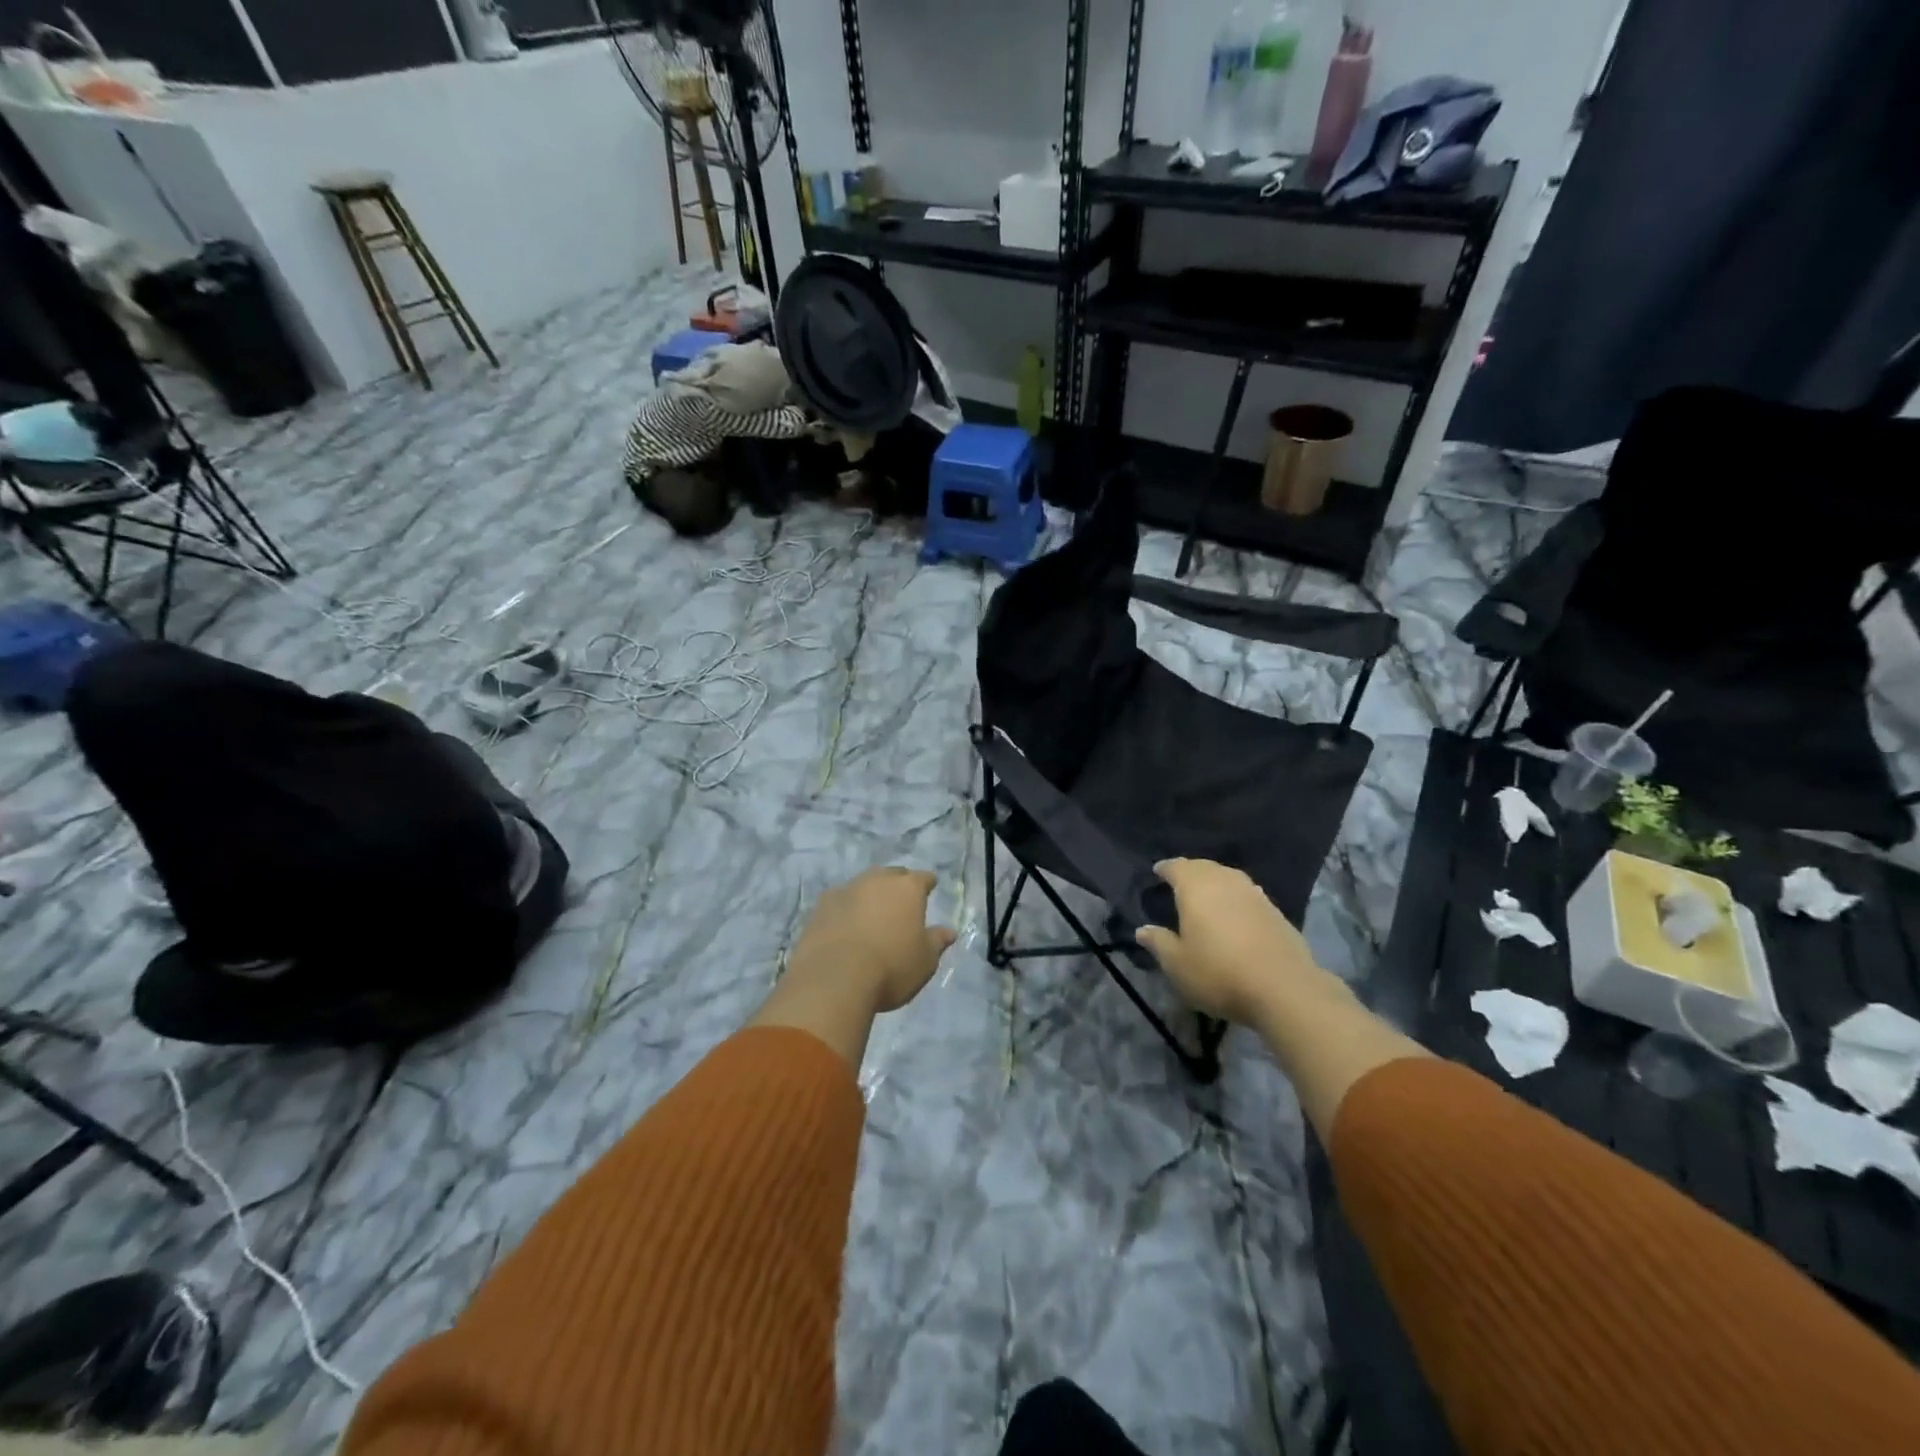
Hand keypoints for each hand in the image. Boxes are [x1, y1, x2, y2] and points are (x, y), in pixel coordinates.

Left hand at [790, 867, 956, 1012]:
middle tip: (901, 901)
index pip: (923, 878)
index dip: (927, 884)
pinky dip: (845, 909)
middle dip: (898, 885)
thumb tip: (949, 931)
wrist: (834, 979)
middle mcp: (877, 880)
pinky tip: (845, 924)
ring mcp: (846, 890)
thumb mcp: (924, 961)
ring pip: (863, 884)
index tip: (930, 888)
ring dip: (869, 895)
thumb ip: (937, 942)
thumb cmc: (891, 968)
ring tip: (872, 912)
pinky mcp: (820, 906)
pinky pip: (839, 901)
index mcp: (908, 889)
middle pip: (892, 875)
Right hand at [1135, 858, 1330, 1024]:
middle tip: (1179, 881)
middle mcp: (1225, 881)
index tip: (1158, 872)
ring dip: (1215, 881)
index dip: (1166, 868)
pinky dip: (1235, 897)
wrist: (1284, 989)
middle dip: (1190, 871)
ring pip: (1228, 877)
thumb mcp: (1177, 964)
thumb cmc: (1219, 973)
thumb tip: (1142, 930)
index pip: (1177, 867)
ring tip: (1206, 894)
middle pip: (1204, 867)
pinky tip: (1234, 912)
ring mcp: (1254, 894)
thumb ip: (1159, 943)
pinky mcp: (1275, 911)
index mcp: (1195, 888)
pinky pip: (1247, 893)